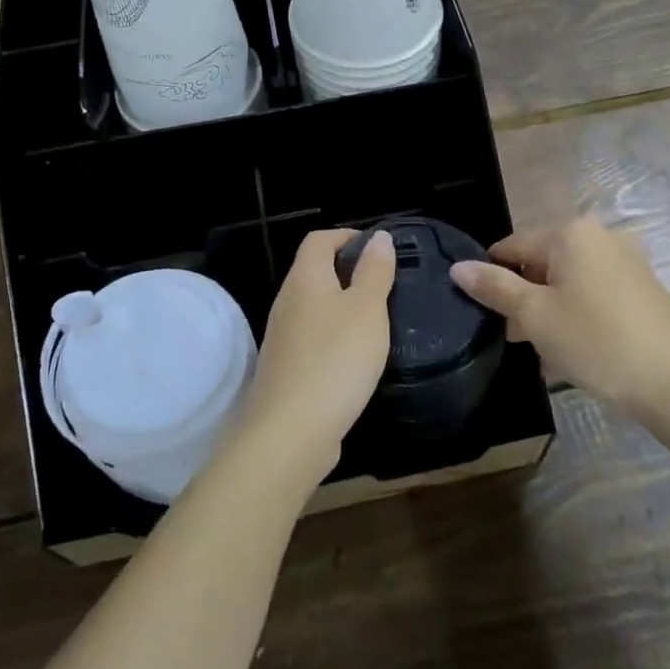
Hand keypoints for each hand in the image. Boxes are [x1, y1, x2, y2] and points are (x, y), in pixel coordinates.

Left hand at [229, 229, 395, 491]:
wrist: (290, 432)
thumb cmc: (336, 359)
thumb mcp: (367, 309)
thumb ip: (374, 271)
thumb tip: (378, 238)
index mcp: (305, 279)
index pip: (319, 239)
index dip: (348, 236)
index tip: (380, 250)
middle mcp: (287, 302)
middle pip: (315, 272)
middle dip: (349, 272)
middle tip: (387, 286)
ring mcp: (282, 338)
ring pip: (315, 308)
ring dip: (343, 308)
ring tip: (378, 321)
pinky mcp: (286, 370)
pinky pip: (313, 340)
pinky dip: (335, 339)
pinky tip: (356, 359)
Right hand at [449, 217, 669, 414]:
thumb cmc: (596, 342)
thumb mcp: (535, 316)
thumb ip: (494, 288)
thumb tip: (457, 266)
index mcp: (571, 233)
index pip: (512, 246)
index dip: (492, 278)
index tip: (484, 313)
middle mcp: (600, 236)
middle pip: (541, 262)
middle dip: (523, 298)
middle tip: (516, 339)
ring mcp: (626, 261)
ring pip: (568, 280)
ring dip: (548, 310)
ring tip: (542, 351)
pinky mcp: (642, 288)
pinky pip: (593, 293)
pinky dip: (576, 314)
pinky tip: (574, 349)